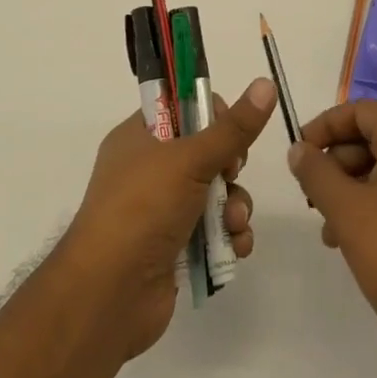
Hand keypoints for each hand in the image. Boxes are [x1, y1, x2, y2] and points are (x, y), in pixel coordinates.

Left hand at [61, 77, 275, 359]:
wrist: (110, 295)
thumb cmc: (143, 208)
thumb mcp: (190, 159)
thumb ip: (233, 127)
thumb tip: (266, 82)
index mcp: (139, 137)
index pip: (182, 109)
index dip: (211, 115)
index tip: (228, 130)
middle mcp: (149, 171)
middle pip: (206, 152)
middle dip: (230, 167)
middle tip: (230, 174)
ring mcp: (161, 212)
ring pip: (216, 194)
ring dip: (234, 207)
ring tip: (234, 223)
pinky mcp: (175, 248)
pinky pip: (214, 232)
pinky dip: (229, 237)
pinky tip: (235, 247)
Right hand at [289, 102, 376, 377]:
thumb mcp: (348, 212)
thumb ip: (317, 174)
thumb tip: (298, 149)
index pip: (359, 111)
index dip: (323, 128)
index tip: (297, 155)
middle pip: (371, 136)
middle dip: (335, 164)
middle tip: (310, 197)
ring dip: (350, 188)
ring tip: (328, 229)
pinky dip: (373, 202)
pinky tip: (353, 239)